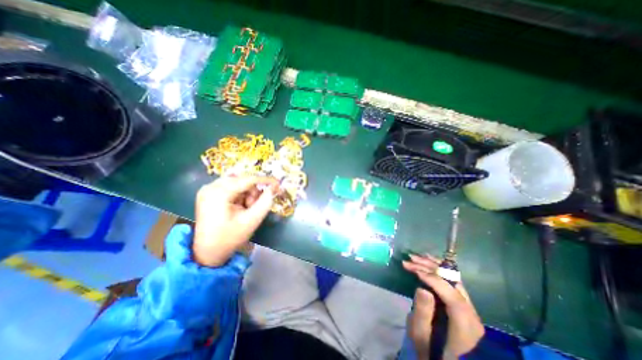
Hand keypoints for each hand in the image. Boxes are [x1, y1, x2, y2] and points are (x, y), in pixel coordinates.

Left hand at [191, 174, 279, 266]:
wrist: (208, 252)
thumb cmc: (230, 238)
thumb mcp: (252, 220)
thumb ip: (265, 202)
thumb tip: (273, 188)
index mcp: (219, 193)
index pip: (248, 179)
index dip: (266, 180)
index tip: (278, 184)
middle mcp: (211, 186)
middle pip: (243, 180)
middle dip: (253, 192)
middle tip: (254, 206)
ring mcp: (208, 189)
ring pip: (239, 183)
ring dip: (248, 194)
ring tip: (246, 209)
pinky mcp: (209, 193)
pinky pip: (232, 187)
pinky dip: (241, 195)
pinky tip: (240, 206)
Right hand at [403, 255, 483, 358]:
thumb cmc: (431, 351)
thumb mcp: (421, 336)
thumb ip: (423, 313)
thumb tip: (422, 288)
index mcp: (465, 326)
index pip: (452, 296)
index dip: (433, 279)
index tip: (414, 270)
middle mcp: (471, 313)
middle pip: (453, 283)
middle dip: (430, 267)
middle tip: (411, 259)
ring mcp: (468, 307)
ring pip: (453, 278)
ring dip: (433, 265)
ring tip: (416, 257)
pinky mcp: (462, 304)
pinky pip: (451, 281)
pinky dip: (438, 269)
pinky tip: (427, 261)